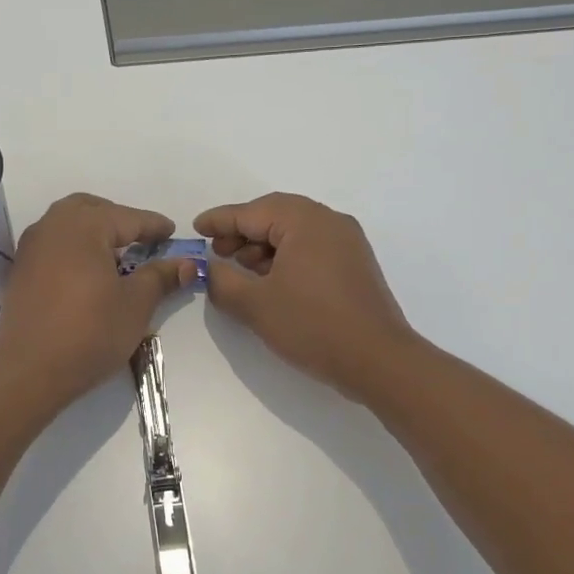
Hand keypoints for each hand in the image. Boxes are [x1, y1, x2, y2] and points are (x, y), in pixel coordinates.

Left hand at [0, 193, 196, 406]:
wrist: (27, 372)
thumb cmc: (89, 332)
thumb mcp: (135, 304)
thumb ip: (160, 277)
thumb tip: (186, 263)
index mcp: (84, 225)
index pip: (128, 218)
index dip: (154, 227)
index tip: (173, 233)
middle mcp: (53, 225)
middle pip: (92, 209)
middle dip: (119, 220)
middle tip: (142, 241)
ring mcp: (31, 247)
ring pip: (68, 224)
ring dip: (94, 232)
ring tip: (117, 257)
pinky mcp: (21, 270)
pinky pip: (53, 244)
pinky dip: (74, 248)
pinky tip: (88, 274)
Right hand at [195, 193, 418, 399]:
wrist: (378, 361)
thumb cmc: (312, 326)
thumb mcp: (255, 305)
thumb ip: (222, 281)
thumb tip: (207, 269)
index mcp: (305, 221)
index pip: (251, 212)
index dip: (220, 221)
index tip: (196, 228)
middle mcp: (329, 222)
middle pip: (275, 214)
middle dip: (242, 231)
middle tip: (217, 252)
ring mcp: (347, 242)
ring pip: (294, 231)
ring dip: (264, 245)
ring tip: (242, 270)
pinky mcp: (355, 264)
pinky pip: (312, 246)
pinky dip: (286, 256)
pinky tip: (271, 281)